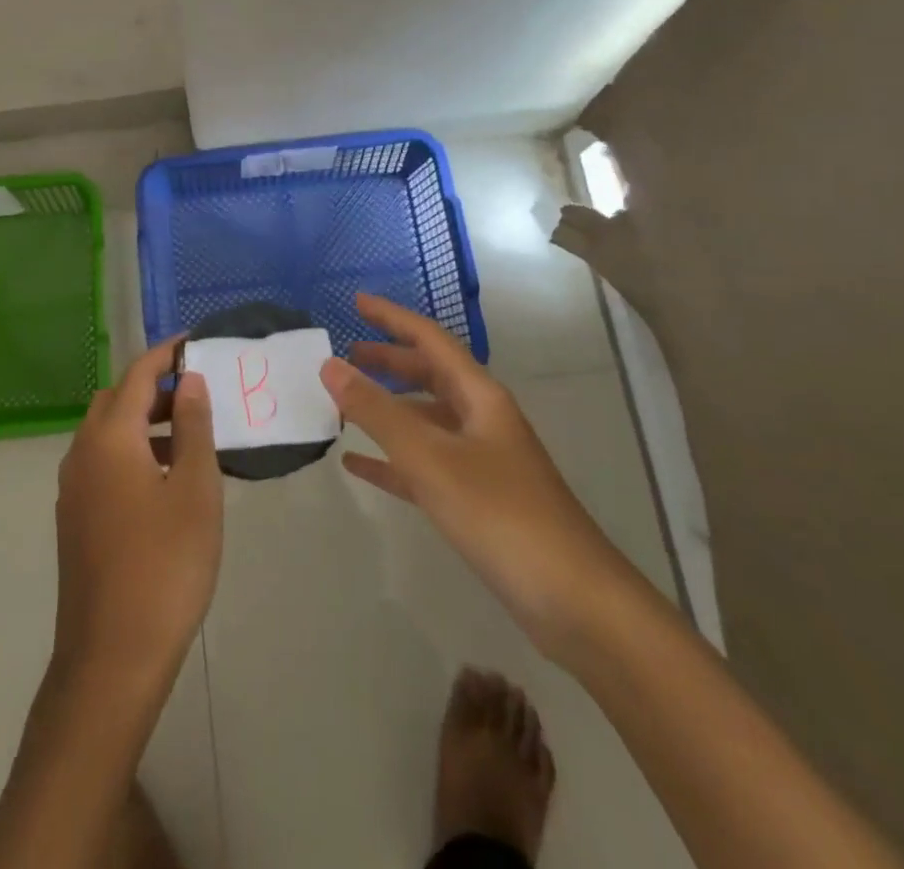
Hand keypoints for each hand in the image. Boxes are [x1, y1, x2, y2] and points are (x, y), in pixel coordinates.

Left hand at [52, 338, 221, 694]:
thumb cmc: (165, 565)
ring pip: (105, 433)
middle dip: (152, 387)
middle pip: (115, 400)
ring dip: (141, 421)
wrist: (112, 657)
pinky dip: (129, 451)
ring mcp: (72, 489)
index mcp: (109, 438)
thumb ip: (192, 427)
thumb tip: (188, 381)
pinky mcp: (73, 520)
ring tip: (186, 435)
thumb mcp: (195, 489)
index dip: (165, 354)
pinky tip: (161, 479)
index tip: (193, 341)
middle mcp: (81, 454)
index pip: (137, 375)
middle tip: (195, 392)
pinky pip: (101, 463)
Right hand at [320, 294, 637, 661]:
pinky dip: (391, 459)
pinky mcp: (477, 500)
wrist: (573, 601)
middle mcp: (481, 419)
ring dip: (387, 408)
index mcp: (479, 396)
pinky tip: (358, 464)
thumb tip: (330, 365)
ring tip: (345, 404)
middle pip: (429, 375)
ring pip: (425, 419)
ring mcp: (481, 460)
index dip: (392, 318)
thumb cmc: (501, 514)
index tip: (356, 302)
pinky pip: (424, 465)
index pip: (430, 340)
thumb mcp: (430, 457)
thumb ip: (377, 411)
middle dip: (388, 361)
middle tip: (345, 353)